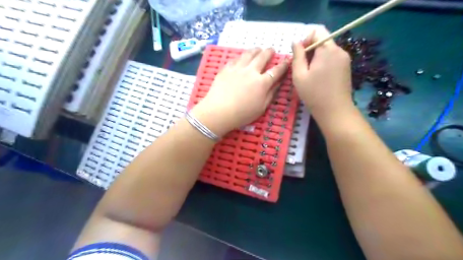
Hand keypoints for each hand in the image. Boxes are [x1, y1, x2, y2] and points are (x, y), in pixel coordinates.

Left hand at [190, 47, 287, 136]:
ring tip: (258, 49)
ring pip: (248, 55)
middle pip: (262, 57)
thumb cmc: (242, 114)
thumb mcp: (261, 108)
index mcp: (262, 83)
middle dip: (269, 52)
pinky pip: (235, 59)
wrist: (219, 111)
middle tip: (271, 50)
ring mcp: (238, 68)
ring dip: (255, 50)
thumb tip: (278, 83)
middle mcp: (251, 72)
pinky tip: (242, 57)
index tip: (287, 61)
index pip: (276, 71)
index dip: (283, 65)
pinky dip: (241, 56)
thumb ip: (271, 94)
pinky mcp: (226, 69)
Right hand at [290, 25, 353, 117]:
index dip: (305, 40)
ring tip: (309, 74)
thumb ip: (297, 56)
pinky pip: (332, 58)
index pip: (317, 31)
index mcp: (327, 50)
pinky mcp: (346, 67)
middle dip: (310, 50)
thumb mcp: (299, 75)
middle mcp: (339, 50)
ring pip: (327, 50)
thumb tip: (295, 41)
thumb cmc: (314, 94)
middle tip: (302, 67)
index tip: (299, 55)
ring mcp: (345, 59)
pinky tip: (318, 77)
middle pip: (323, 40)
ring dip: (316, 57)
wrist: (335, 111)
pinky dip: (323, 63)